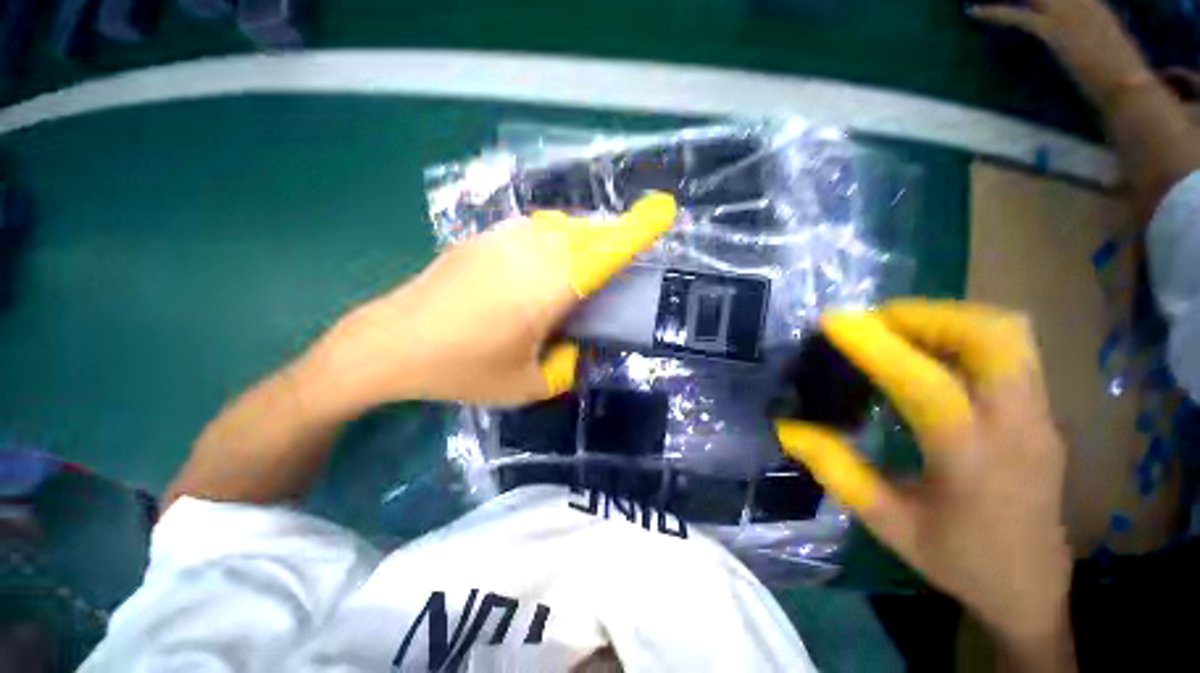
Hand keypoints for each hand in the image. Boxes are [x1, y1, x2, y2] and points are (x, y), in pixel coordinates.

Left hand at [303, 193, 676, 408]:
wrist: (391, 343)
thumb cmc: (462, 368)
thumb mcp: (526, 385)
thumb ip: (564, 367)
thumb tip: (577, 347)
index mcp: (549, 288)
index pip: (605, 252)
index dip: (637, 230)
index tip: (664, 210)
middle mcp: (531, 253)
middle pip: (588, 233)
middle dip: (614, 239)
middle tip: (621, 262)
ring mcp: (503, 240)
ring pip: (561, 227)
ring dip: (583, 239)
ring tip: (583, 268)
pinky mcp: (482, 239)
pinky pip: (534, 230)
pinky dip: (553, 240)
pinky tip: (543, 267)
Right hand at [775, 301, 1072, 661]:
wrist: (1033, 587)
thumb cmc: (958, 559)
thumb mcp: (886, 522)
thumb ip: (836, 469)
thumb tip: (787, 426)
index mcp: (972, 460)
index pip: (926, 384)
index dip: (876, 346)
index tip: (833, 322)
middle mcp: (1017, 426)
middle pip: (991, 337)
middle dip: (925, 315)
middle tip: (876, 323)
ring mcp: (1040, 414)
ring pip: (1008, 333)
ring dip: (947, 318)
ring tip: (899, 331)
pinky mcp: (1043, 411)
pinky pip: (1009, 349)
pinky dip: (964, 334)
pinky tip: (930, 354)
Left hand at [969, 0, 1152, 107]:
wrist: (1129, 86)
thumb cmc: (1124, 75)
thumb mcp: (1109, 44)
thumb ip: (1093, 33)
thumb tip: (1092, 39)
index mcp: (1092, 3)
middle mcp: (1080, 1)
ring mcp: (1067, 13)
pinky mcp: (1054, 30)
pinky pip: (1016, 16)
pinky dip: (992, 12)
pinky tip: (971, 10)